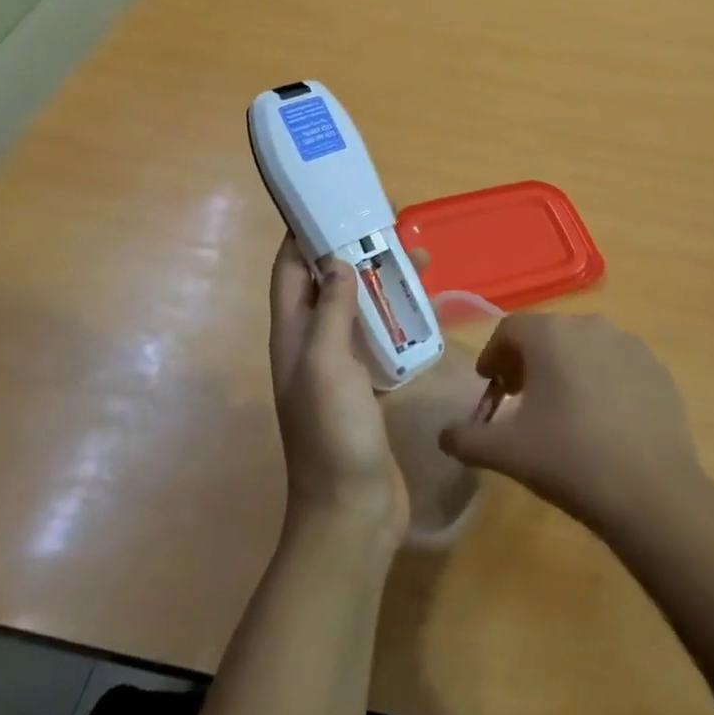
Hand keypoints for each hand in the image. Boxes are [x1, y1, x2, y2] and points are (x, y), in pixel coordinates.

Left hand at [267, 235, 408, 544]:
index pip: (289, 271)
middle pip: (327, 285)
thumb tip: (336, 261)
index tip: (330, 203)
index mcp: (293, 335)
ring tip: (419, 259)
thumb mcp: (326, 365)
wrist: (352, 511)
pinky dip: (397, 320)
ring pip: (357, 311)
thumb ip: (331, 311)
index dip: (302, 236)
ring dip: (380, 284)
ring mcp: (339, 368)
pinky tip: (424, 311)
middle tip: (389, 225)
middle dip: (352, 252)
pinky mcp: (366, 388)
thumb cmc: (333, 433)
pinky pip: (379, 341)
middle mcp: (311, 346)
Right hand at [439, 314, 705, 535]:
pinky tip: (602, 420)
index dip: (493, 355)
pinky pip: (617, 364)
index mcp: (550, 335)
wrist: (652, 492)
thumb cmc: (570, 461)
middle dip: (528, 361)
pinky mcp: (656, 368)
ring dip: (565, 367)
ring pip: (584, 346)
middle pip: (547, 334)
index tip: (489, 386)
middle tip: (519, 398)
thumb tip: (445, 436)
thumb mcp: (507, 453)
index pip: (509, 329)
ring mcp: (629, 344)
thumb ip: (467, 439)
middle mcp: (589, 325)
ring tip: (561, 409)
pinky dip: (601, 379)